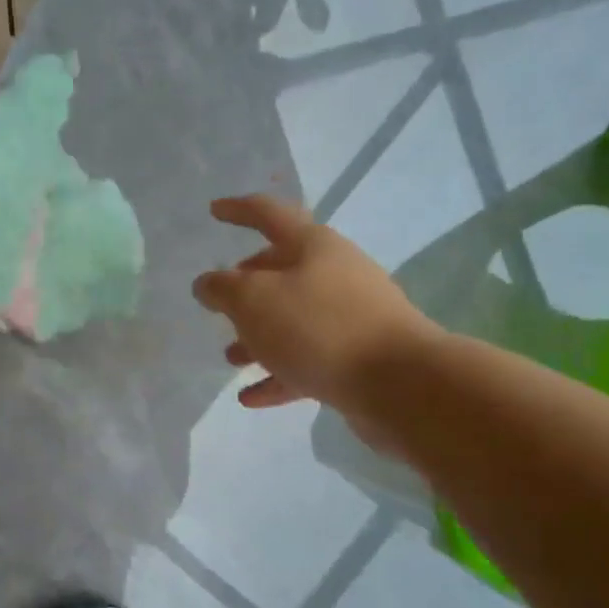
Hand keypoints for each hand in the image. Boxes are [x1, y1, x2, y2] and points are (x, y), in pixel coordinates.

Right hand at [191, 195, 435, 434]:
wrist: (401, 383)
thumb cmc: (318, 327)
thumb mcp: (253, 300)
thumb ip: (222, 288)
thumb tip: (208, 283)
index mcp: (312, 246)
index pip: (269, 215)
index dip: (239, 210)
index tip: (214, 210)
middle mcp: (334, 274)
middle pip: (282, 271)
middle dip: (247, 286)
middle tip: (221, 302)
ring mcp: (349, 317)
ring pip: (292, 320)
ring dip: (258, 336)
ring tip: (231, 358)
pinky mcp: (356, 357)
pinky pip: (307, 360)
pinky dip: (278, 374)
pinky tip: (251, 397)